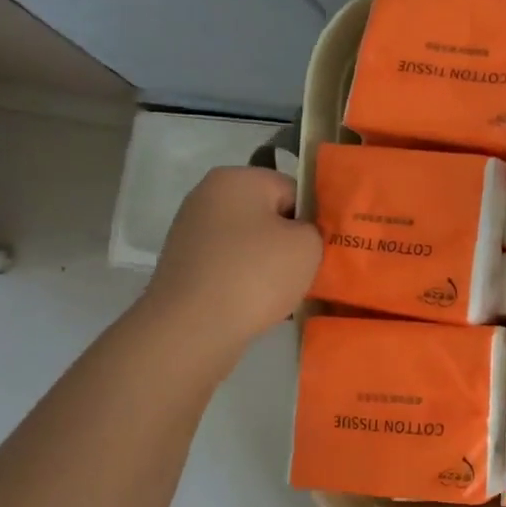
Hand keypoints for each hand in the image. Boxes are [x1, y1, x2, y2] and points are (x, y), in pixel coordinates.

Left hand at [144, 167, 320, 343]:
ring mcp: (191, 231)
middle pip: (269, 214)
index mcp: (237, 178)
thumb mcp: (308, 244)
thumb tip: (298, 233)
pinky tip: (256, 302)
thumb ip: (314, 228)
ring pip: (250, 242)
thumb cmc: (255, 274)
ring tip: (282, 291)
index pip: (293, 190)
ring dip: (268, 263)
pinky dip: (246, 279)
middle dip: (289, 241)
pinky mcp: (185, 264)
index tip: (321, 248)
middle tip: (307, 270)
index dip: (312, 219)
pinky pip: (230, 264)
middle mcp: (208, 195)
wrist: (192, 328)